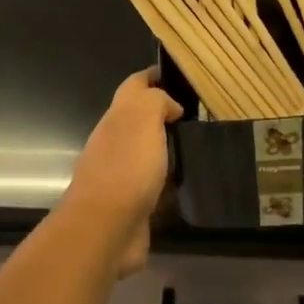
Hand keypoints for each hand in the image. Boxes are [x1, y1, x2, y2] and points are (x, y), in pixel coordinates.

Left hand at [64, 69, 182, 275]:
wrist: (105, 228)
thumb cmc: (126, 167)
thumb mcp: (142, 119)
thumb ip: (155, 101)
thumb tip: (169, 105)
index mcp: (116, 118)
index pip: (133, 86)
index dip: (152, 77)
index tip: (178, 75)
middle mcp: (114, 143)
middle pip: (137, 120)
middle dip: (162, 113)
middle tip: (197, 115)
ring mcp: (120, 176)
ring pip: (145, 153)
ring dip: (165, 149)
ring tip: (198, 148)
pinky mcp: (132, 206)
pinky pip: (152, 186)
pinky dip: (166, 182)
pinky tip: (186, 184)